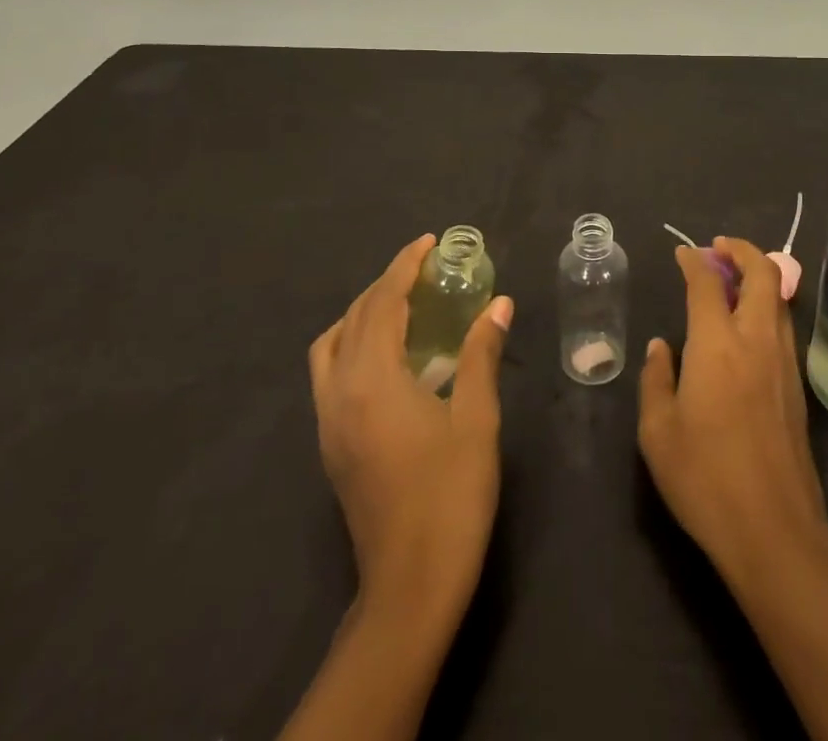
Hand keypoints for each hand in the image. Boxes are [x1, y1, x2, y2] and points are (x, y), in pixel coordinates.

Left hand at [308, 235, 513, 620]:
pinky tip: (390, 353)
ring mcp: (328, 420)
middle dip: (386, 283)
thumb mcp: (476, 419)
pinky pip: (330, 370)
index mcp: (373, 380)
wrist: (409, 585)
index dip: (405, 265)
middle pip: (355, 317)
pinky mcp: (330, 442)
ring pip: (332, 344)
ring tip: (403, 303)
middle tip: (424, 267)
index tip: (429, 242)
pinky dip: (354, 342)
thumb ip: (482, 354)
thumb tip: (499, 304)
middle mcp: (339, 392)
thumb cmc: (450, 496)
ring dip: (363, 312)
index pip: (383, 302)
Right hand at [639, 236, 827, 578]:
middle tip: (719, 249)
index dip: (693, 261)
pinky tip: (747, 328)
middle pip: (763, 274)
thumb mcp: (658, 432)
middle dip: (742, 251)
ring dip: (759, 277)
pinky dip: (768, 308)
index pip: (707, 283)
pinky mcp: (797, 387)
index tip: (683, 253)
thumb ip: (656, 379)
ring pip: (780, 299)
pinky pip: (784, 327)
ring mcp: (784, 363)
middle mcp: (756, 341)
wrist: (775, 531)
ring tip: (733, 281)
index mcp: (717, 344)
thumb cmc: (705, 478)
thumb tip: (661, 347)